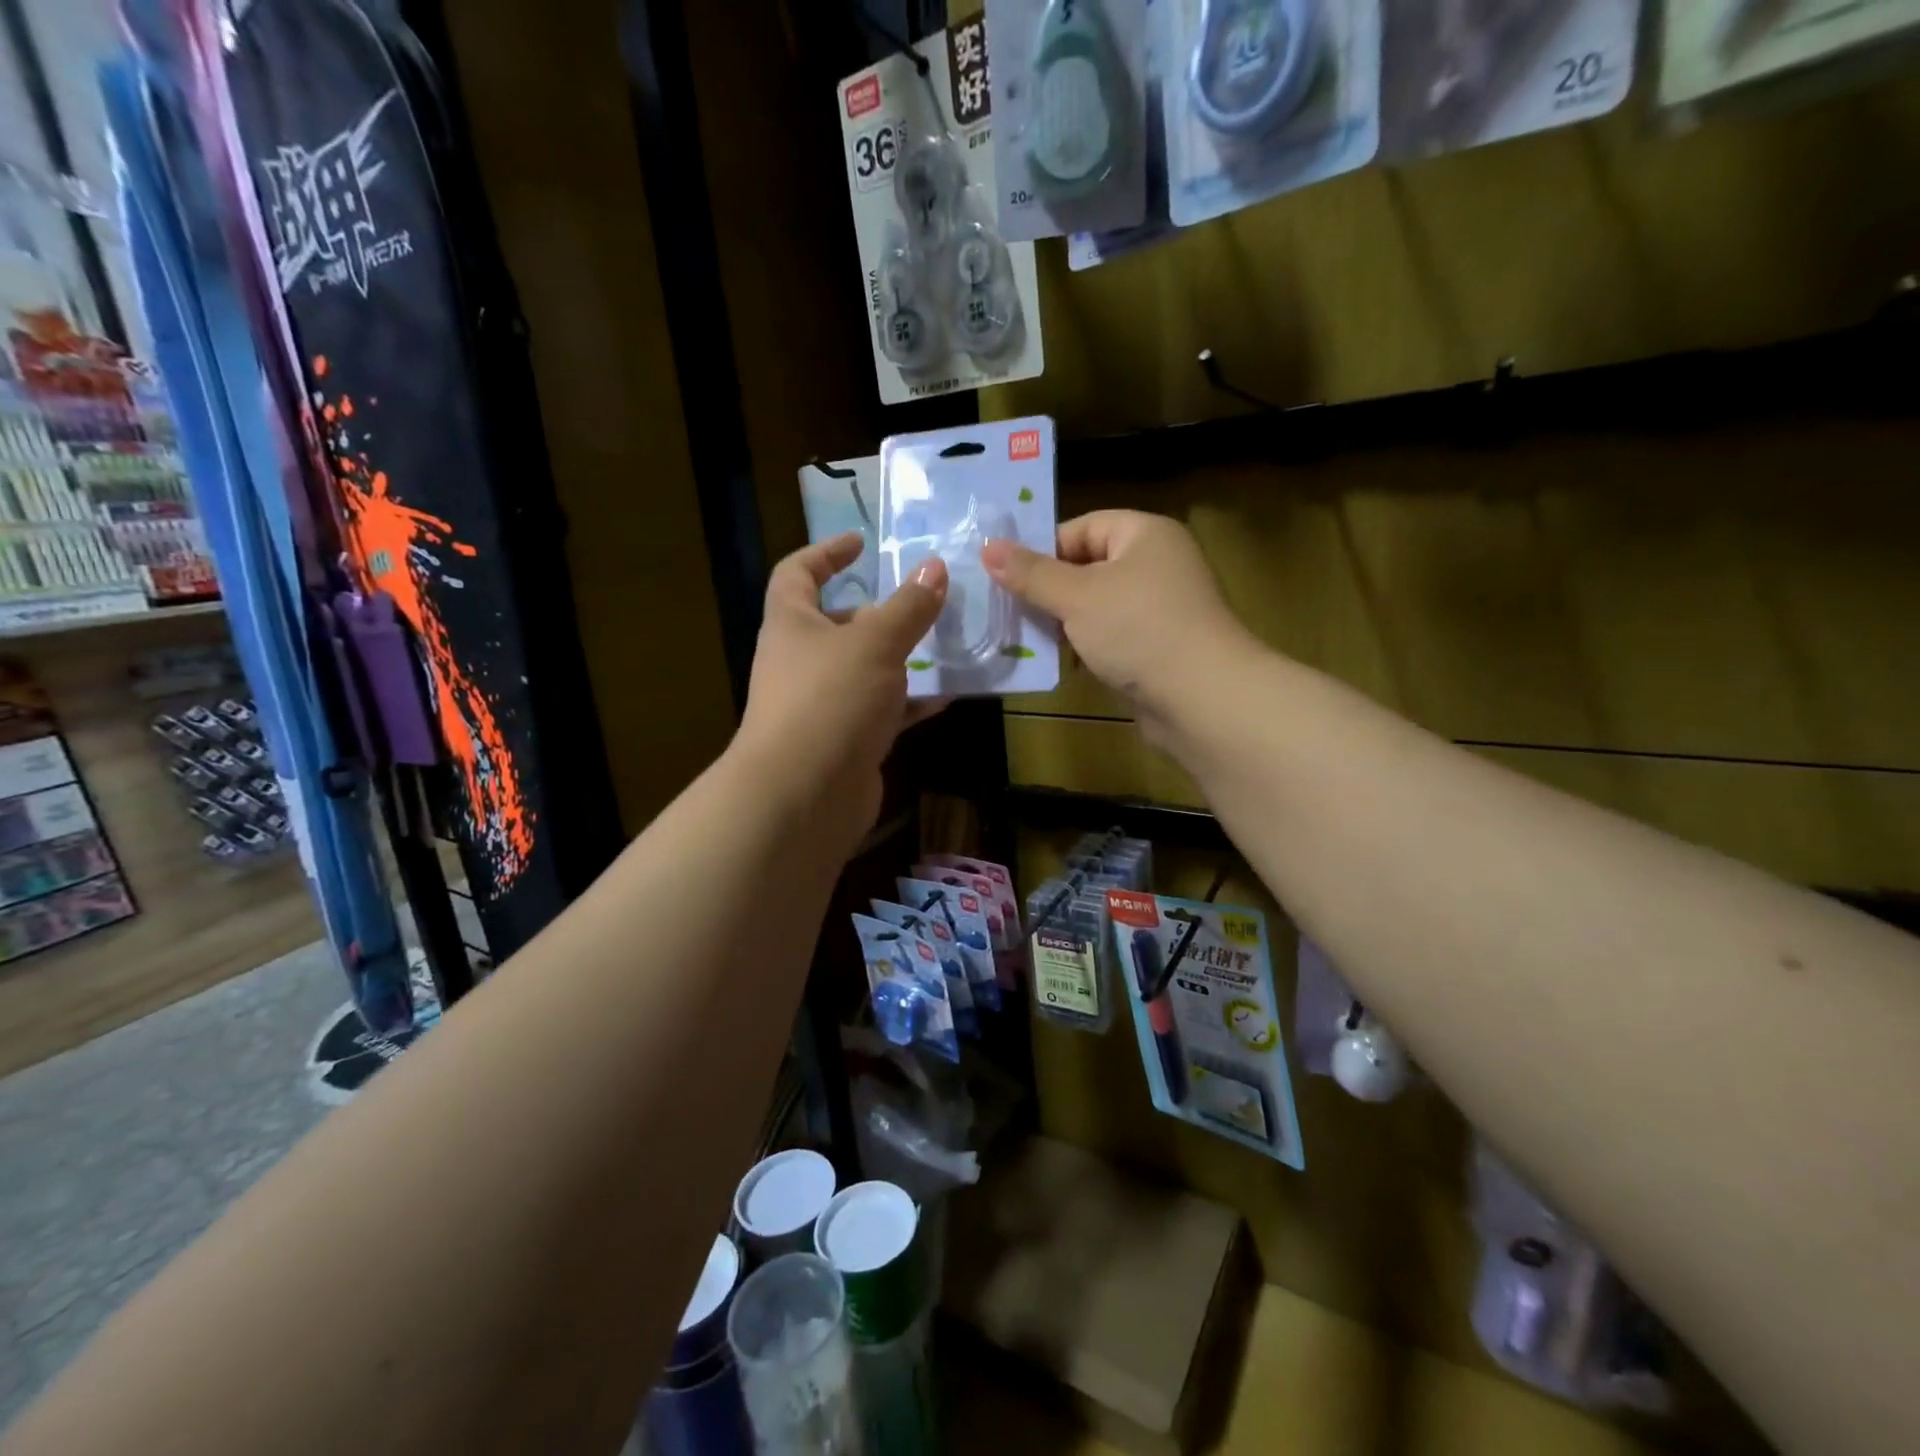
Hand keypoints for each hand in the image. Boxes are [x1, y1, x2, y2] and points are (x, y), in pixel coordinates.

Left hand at [735, 532, 947, 842]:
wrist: (804, 794)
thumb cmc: (830, 699)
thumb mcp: (876, 642)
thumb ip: (909, 607)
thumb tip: (934, 568)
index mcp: (792, 624)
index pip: (797, 573)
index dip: (826, 553)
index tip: (861, 543)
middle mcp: (800, 661)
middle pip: (838, 625)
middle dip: (879, 613)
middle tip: (923, 603)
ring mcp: (822, 705)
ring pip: (865, 670)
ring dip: (902, 659)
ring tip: (946, 645)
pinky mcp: (844, 742)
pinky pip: (881, 711)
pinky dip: (909, 703)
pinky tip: (946, 696)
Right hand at [981, 511, 1252, 740]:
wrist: (1202, 698)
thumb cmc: (1138, 630)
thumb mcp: (1077, 597)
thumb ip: (1031, 574)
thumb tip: (988, 547)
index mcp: (1145, 534)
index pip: (1081, 528)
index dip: (1042, 550)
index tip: (1007, 579)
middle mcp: (1157, 563)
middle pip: (1087, 567)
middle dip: (1049, 592)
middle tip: (1010, 612)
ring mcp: (1161, 608)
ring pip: (1097, 606)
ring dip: (1065, 624)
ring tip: (1029, 640)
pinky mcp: (1159, 646)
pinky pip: (1113, 637)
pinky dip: (1088, 647)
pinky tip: (1065, 665)